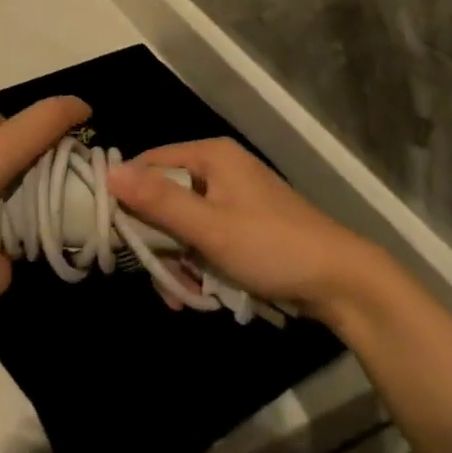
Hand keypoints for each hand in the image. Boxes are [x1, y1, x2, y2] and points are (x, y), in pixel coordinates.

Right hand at [108, 140, 378, 318]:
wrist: (342, 282)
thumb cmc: (272, 246)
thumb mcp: (209, 227)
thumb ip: (158, 200)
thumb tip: (109, 171)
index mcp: (211, 156)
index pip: (149, 163)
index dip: (127, 196)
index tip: (113, 235)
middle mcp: (219, 169)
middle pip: (164, 198)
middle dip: (157, 242)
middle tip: (160, 279)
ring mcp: (232, 198)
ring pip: (182, 225)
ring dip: (177, 261)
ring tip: (182, 296)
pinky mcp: (243, 225)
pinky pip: (204, 239)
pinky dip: (198, 264)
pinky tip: (199, 294)